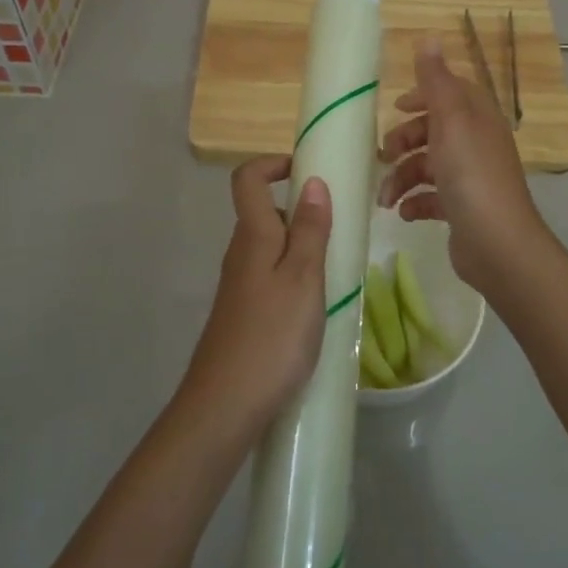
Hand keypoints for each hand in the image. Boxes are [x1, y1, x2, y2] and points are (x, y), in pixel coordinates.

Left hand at [176, 155, 332, 451]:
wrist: (225, 405)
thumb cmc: (272, 336)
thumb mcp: (304, 278)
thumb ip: (311, 230)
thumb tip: (313, 181)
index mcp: (253, 236)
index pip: (247, 179)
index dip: (272, 163)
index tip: (308, 170)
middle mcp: (240, 253)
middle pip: (265, 212)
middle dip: (302, 210)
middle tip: (341, 229)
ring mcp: (239, 285)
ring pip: (271, 247)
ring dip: (303, 247)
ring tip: (337, 269)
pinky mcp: (243, 313)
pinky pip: (270, 276)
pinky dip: (295, 276)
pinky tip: (317, 305)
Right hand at [376, 38, 550, 292]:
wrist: (497, 245)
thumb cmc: (471, 177)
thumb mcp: (450, 121)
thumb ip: (436, 82)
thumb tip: (429, 37)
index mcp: (477, 118)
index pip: (451, 93)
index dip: (423, 95)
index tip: (396, 106)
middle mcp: (476, 144)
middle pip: (433, 131)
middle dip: (404, 141)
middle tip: (382, 155)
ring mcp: (470, 178)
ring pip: (427, 166)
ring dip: (401, 178)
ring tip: (385, 198)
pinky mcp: (462, 209)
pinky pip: (431, 198)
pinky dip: (414, 202)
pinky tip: (404, 213)